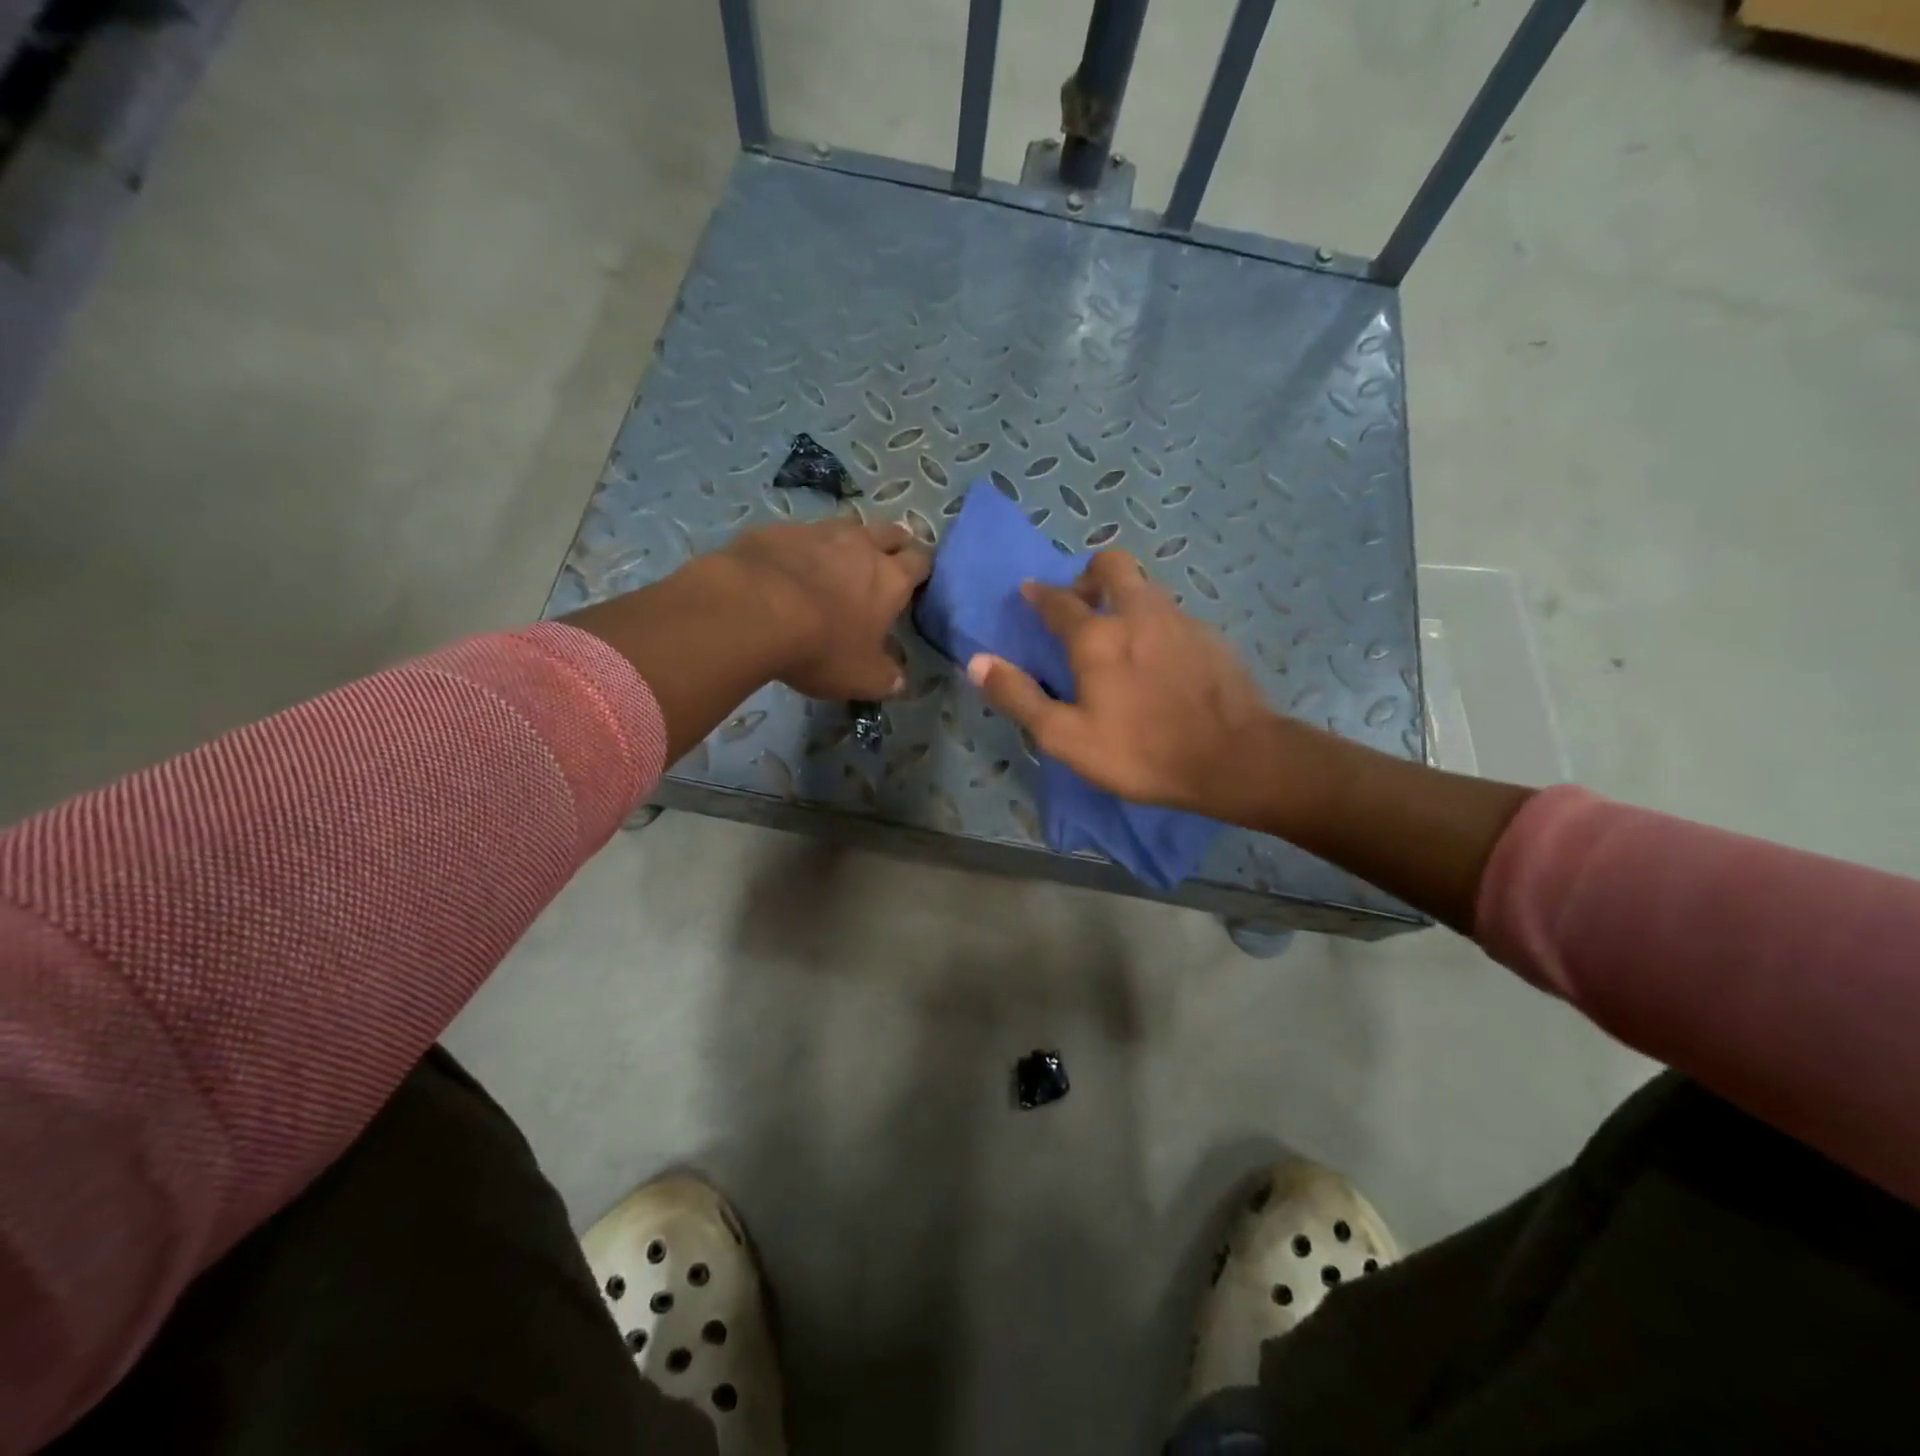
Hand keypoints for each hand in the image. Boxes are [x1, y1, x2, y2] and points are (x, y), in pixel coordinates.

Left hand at [720, 518, 931, 698]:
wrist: (753, 610)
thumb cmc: (821, 647)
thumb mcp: (861, 678)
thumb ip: (886, 677)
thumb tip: (898, 679)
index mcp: (891, 579)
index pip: (921, 562)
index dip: (921, 571)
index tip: (915, 583)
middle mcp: (862, 546)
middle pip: (890, 532)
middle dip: (893, 544)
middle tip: (885, 563)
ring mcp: (819, 531)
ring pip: (846, 526)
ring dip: (848, 542)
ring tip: (837, 563)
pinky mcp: (779, 530)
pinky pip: (800, 535)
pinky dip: (802, 549)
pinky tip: (789, 568)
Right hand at [965, 551, 1274, 818]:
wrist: (1234, 758)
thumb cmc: (1140, 751)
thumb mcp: (1065, 737)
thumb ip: (1019, 696)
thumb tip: (977, 661)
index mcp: (1096, 636)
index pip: (1057, 599)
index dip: (1038, 594)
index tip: (1029, 591)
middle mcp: (1137, 613)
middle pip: (1112, 564)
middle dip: (1090, 573)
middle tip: (1081, 602)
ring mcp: (1179, 620)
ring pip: (1146, 586)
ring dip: (1124, 595)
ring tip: (1118, 632)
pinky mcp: (1209, 637)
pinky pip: (1172, 614)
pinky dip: (1154, 622)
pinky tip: (1157, 659)